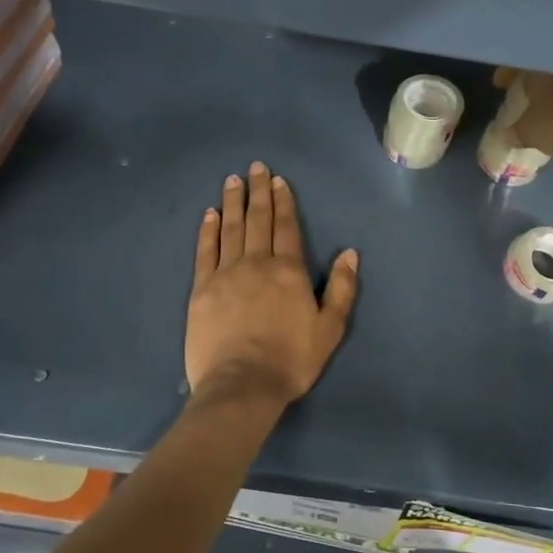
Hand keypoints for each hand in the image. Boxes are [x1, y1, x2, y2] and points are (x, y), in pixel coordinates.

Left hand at [185, 162, 359, 412]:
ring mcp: (226, 274)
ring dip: (232, 203)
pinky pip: (205, 251)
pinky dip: (207, 230)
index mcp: (288, 270)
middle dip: (258, 192)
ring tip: (232, 181)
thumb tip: (349, 252)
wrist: (242, 385)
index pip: (286, 227)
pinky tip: (208, 215)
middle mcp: (256, 263)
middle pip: (258, 220)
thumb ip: (342, 288)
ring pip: (230, 229)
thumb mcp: (330, 328)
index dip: (283, 201)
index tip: (278, 180)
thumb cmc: (291, 359)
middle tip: (254, 167)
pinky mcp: (202, 289)